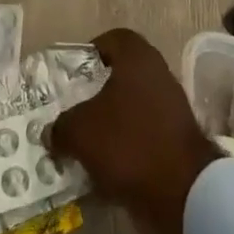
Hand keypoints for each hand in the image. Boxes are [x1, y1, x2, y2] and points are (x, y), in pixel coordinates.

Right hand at [51, 28, 221, 233]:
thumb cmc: (128, 143)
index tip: (74, 74)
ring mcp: (172, 109)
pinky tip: (105, 171)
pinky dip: (126, 149)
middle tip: (75, 110)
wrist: (182, 193)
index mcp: (138, 59)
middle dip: (98, 93)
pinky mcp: (178, 142)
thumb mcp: (80, 132)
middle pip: (123, 75)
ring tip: (85, 145)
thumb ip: (61, 127)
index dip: (92, 51)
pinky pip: (144, 136)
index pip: (114, 39)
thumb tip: (51, 133)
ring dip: (111, 124)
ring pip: (133, 108)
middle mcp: (159, 75)